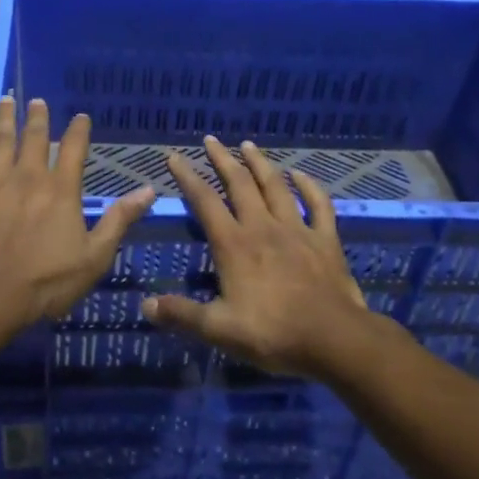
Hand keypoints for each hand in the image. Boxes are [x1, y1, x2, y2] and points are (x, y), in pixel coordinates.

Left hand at [0, 95, 155, 327]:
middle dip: (38, 118)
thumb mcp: (95, 256)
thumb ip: (119, 220)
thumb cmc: (47, 282)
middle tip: (37, 101)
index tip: (81, 116)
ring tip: (7, 101)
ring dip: (4, 120)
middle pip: (35, 139)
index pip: (74, 150)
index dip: (79, 131)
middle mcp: (28, 177)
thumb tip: (148, 190)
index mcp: (61, 190)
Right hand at [143, 136, 382, 376]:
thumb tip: (145, 305)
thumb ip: (181, 314)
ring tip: (248, 145)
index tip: (174, 156)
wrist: (333, 338)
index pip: (204, 201)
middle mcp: (263, 227)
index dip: (187, 177)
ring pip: (276, 186)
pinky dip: (309, 186)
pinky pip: (318, 204)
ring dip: (260, 163)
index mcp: (234, 244)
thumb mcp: (219, 329)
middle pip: (239, 183)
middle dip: (222, 159)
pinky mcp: (325, 239)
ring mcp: (297, 229)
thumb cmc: (272, 333)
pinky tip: (300, 174)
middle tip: (211, 140)